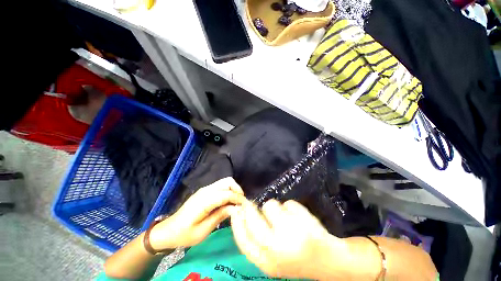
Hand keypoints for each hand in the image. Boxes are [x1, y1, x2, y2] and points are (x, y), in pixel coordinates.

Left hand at [149, 177, 245, 250]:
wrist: (169, 230)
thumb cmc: (185, 234)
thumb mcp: (203, 231)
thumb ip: (220, 216)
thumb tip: (235, 208)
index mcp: (204, 200)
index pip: (227, 193)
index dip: (238, 198)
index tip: (246, 205)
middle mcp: (206, 190)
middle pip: (227, 181)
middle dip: (237, 189)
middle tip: (241, 203)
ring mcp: (205, 189)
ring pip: (225, 182)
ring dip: (233, 189)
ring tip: (237, 202)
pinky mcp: (205, 191)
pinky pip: (220, 186)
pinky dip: (228, 190)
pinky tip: (228, 201)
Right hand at [231, 199, 346, 279]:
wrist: (329, 261)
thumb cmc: (296, 258)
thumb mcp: (272, 257)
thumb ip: (256, 239)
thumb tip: (243, 214)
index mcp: (266, 262)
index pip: (243, 239)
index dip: (237, 222)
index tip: (236, 210)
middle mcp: (275, 248)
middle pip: (253, 218)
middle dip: (251, 208)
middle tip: (253, 205)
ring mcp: (289, 232)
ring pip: (270, 205)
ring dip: (276, 209)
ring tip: (287, 219)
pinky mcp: (302, 220)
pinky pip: (287, 203)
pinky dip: (291, 207)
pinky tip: (300, 219)